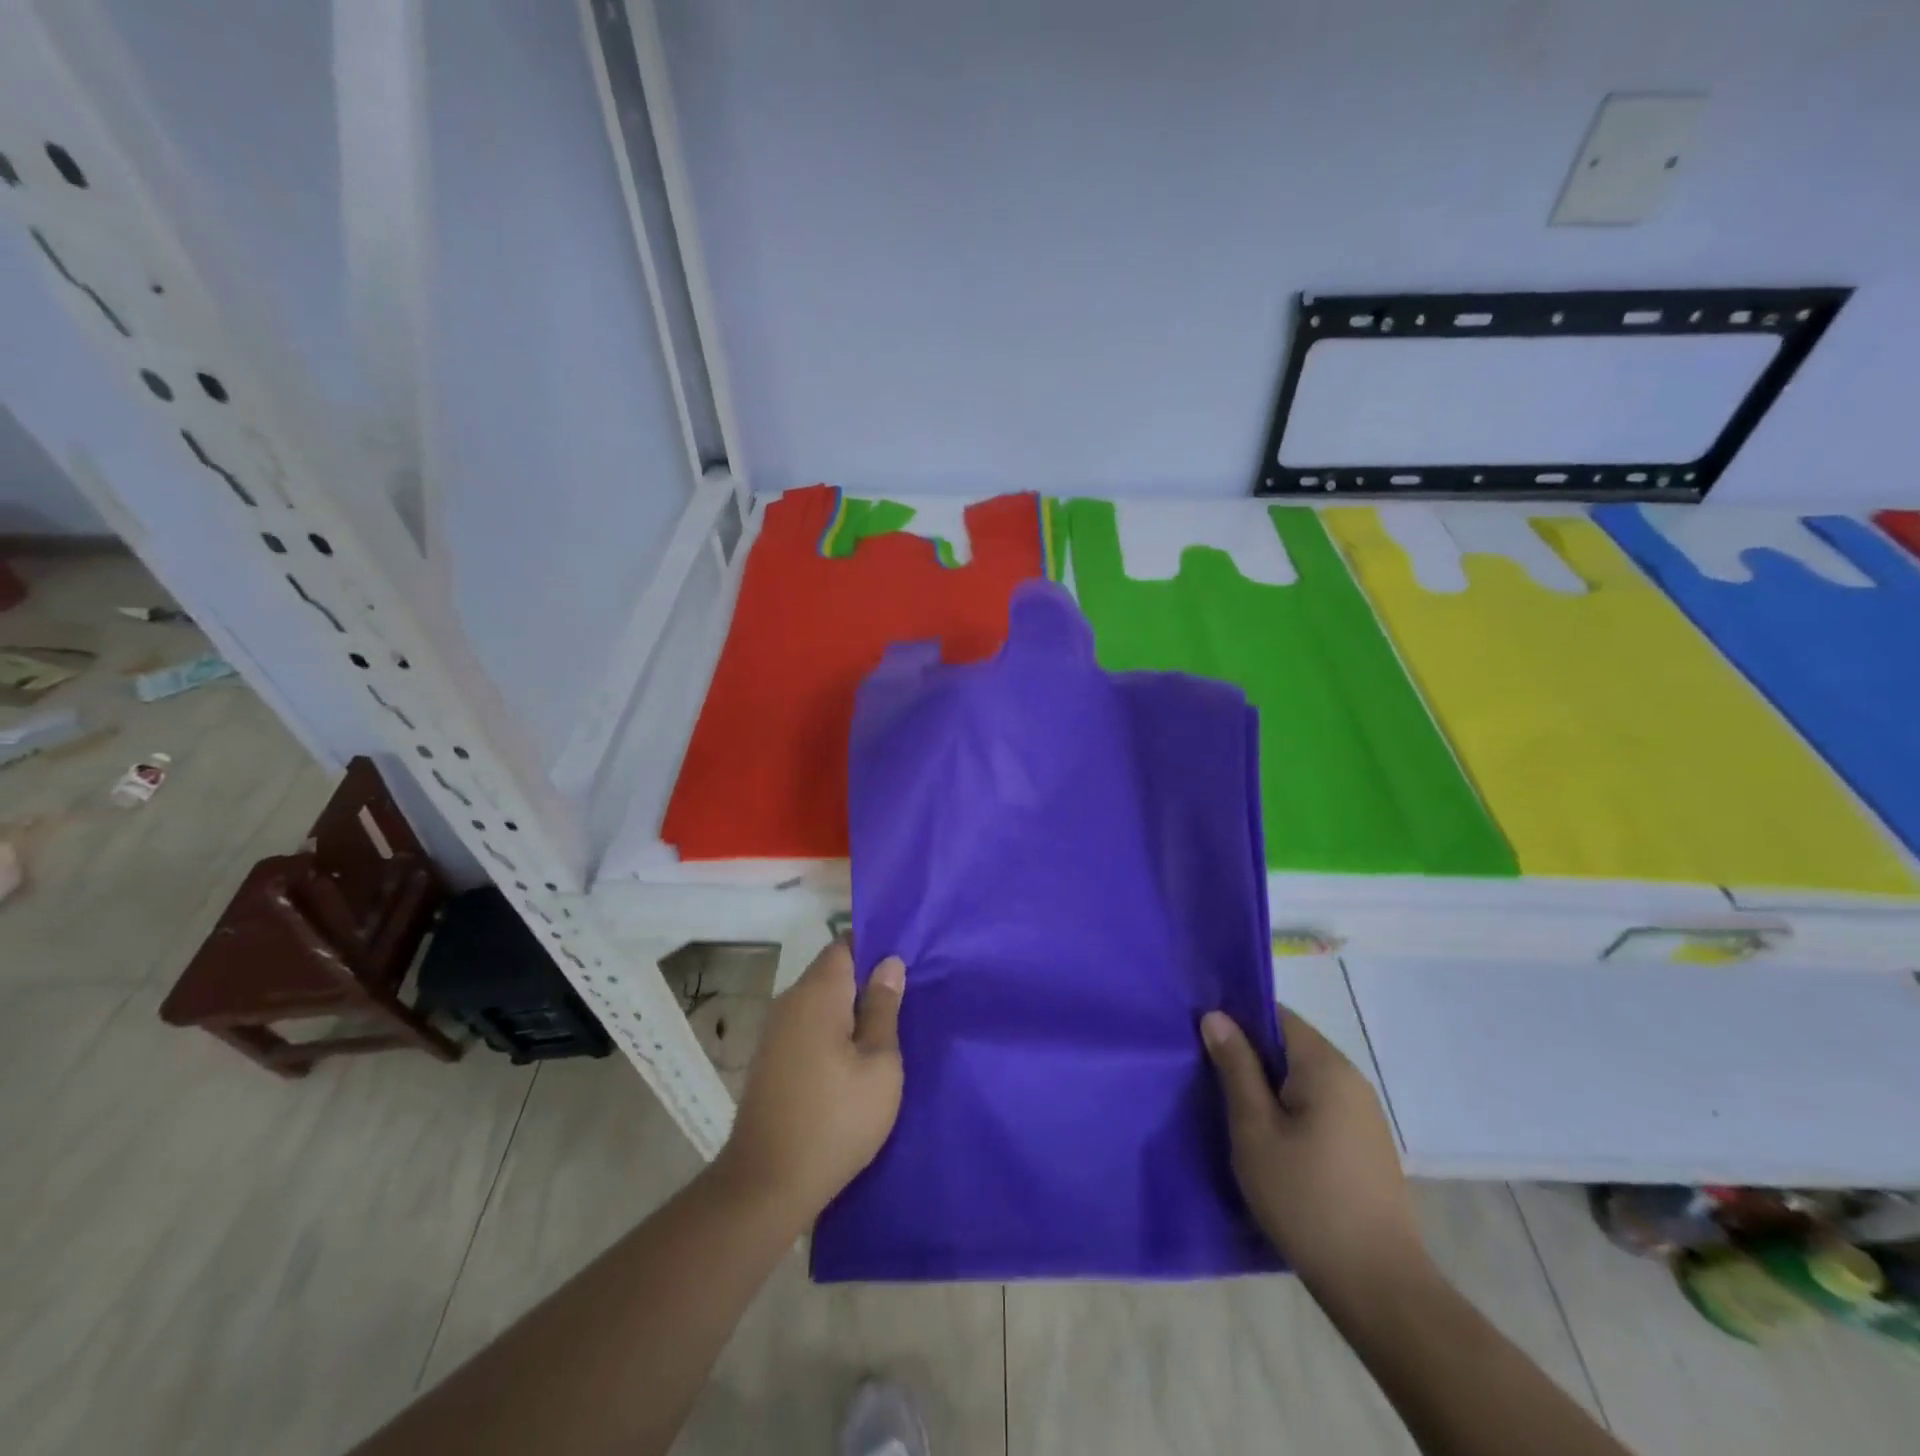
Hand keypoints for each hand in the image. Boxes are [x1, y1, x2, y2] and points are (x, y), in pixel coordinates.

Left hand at [714, 941, 905, 1227]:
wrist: (766, 1185)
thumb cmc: (835, 1120)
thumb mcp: (879, 1064)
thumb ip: (884, 1008)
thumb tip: (889, 963)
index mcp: (817, 994)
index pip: (845, 944)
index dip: (875, 946)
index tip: (905, 959)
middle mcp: (790, 1002)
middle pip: (831, 971)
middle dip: (866, 978)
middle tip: (905, 997)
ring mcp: (775, 1031)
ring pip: (820, 1000)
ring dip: (849, 1007)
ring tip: (886, 1027)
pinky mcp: (771, 1058)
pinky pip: (808, 1025)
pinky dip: (832, 1029)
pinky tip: (854, 1055)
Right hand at [1202, 1005, 1427, 1295]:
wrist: (1378, 1286)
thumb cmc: (1305, 1199)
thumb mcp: (1254, 1129)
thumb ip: (1236, 1067)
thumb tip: (1216, 1016)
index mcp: (1325, 1066)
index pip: (1276, 1016)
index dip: (1238, 1020)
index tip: (1204, 1039)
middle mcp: (1351, 1078)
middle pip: (1291, 1045)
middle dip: (1250, 1055)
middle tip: (1209, 1077)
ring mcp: (1364, 1113)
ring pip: (1303, 1078)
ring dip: (1269, 1086)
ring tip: (1233, 1110)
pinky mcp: (1366, 1144)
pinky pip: (1319, 1105)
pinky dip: (1291, 1109)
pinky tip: (1270, 1140)